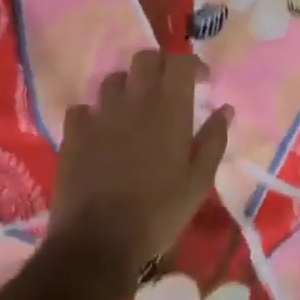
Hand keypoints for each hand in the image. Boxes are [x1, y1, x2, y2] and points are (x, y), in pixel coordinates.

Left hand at [51, 50, 230, 282]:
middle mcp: (135, 101)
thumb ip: (214, 139)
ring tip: (134, 110)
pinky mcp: (74, 134)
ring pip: (112, 79)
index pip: (180, 62)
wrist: (99, 241)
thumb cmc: (160, 211)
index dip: (192, 64)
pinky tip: (101, 132)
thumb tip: (225, 109)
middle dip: (159, 66)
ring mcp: (100, 116)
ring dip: (127, 88)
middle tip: (168, 89)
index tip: (201, 81)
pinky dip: (94, 114)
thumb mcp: (200, 180)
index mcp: (170, 109)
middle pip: (144, 58)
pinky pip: (82, 109)